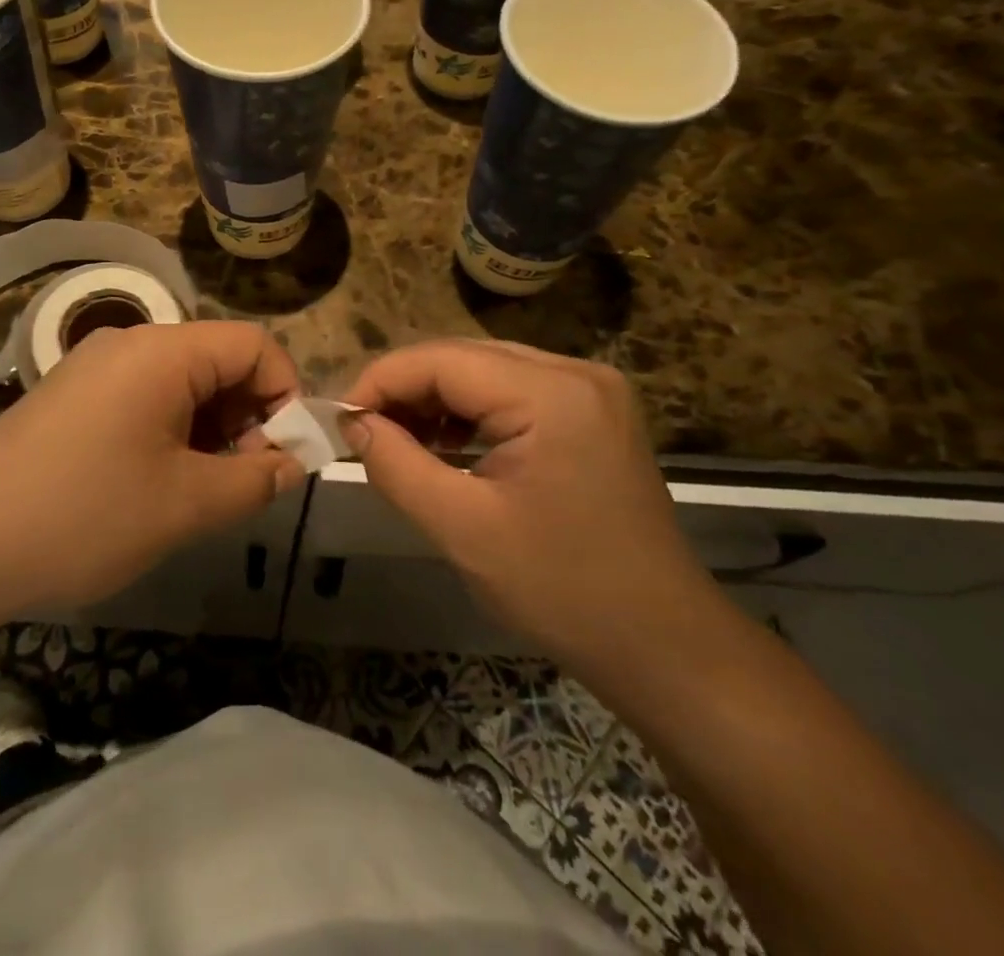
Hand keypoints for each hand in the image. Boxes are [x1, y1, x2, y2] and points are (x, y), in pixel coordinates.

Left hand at [0, 322, 305, 627]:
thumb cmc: (83, 517)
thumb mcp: (185, 505)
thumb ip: (255, 479)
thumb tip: (291, 463)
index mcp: (162, 351)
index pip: (253, 345)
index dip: (284, 395)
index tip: (284, 457)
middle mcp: (129, 344)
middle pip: (217, 361)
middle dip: (246, 417)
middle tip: (242, 483)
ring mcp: (93, 368)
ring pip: (180, 384)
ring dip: (208, 430)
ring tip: (199, 493)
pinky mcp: (70, 396)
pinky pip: (142, 399)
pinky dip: (169, 433)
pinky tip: (154, 486)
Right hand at [342, 339, 725, 683]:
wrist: (664, 645)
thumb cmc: (562, 591)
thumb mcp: (462, 529)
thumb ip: (396, 464)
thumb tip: (353, 422)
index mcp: (551, 393)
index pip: (441, 361)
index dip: (381, 380)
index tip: (339, 417)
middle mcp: (575, 371)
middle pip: (463, 359)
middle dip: (405, 390)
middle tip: (361, 430)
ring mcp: (590, 389)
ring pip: (485, 372)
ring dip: (435, 400)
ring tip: (396, 439)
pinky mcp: (592, 411)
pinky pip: (512, 392)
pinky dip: (470, 412)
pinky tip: (445, 444)